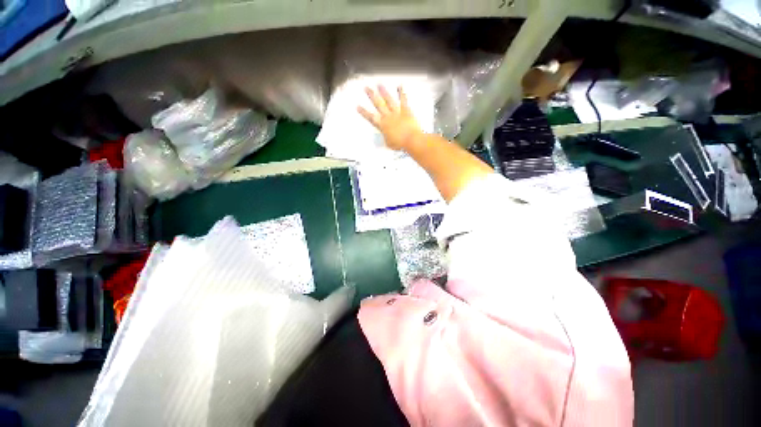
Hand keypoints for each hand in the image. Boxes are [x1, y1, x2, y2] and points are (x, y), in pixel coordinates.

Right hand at [358, 86, 422, 151]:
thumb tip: (385, 138)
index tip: (358, 106)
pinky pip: (403, 100)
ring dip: (384, 92)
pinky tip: (400, 86)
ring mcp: (397, 113)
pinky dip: (401, 93)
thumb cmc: (400, 144)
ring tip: (379, 85)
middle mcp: (388, 117)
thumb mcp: (389, 144)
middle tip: (367, 88)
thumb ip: (386, 138)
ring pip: (389, 100)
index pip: (371, 117)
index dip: (364, 112)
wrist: (411, 140)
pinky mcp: (406, 111)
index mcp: (382, 125)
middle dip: (372, 95)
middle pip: (378, 104)